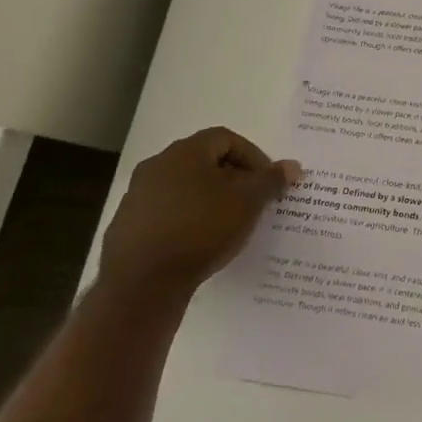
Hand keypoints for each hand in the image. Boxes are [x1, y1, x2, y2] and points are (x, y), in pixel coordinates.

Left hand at [100, 128, 299, 294]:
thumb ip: (272, 180)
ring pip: (185, 187)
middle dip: (233, 178)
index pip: (226, 138)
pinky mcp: (128, 225)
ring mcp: (138, 196)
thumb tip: (292, 166)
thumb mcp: (249, 202)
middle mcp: (157, 165)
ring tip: (229, 224)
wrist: (142, 283)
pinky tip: (200, 242)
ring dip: (210, 199)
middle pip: (204, 161)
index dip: (253, 156)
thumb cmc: (202, 229)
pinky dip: (188, 219)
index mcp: (185, 152)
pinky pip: (167, 211)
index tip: (267, 182)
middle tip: (252, 201)